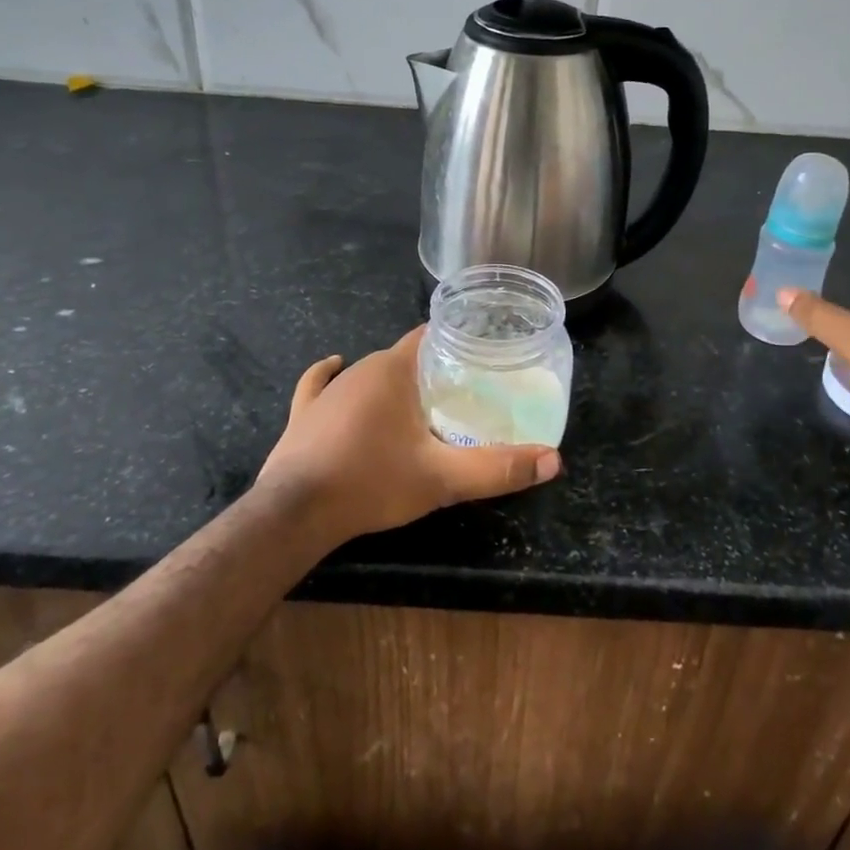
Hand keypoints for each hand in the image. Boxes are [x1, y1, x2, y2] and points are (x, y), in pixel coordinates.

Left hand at [254, 326, 561, 545]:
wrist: (295, 513)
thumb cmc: (372, 482)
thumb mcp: (443, 479)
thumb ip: (497, 468)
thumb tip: (554, 461)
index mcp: (394, 370)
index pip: (430, 337)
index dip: (455, 342)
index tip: (479, 358)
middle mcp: (360, 368)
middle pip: (405, 358)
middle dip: (431, 370)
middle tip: (460, 392)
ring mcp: (328, 390)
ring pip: (369, 373)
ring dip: (393, 382)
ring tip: (419, 400)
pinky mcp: (304, 413)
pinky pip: (319, 384)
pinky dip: (329, 376)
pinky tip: (334, 366)